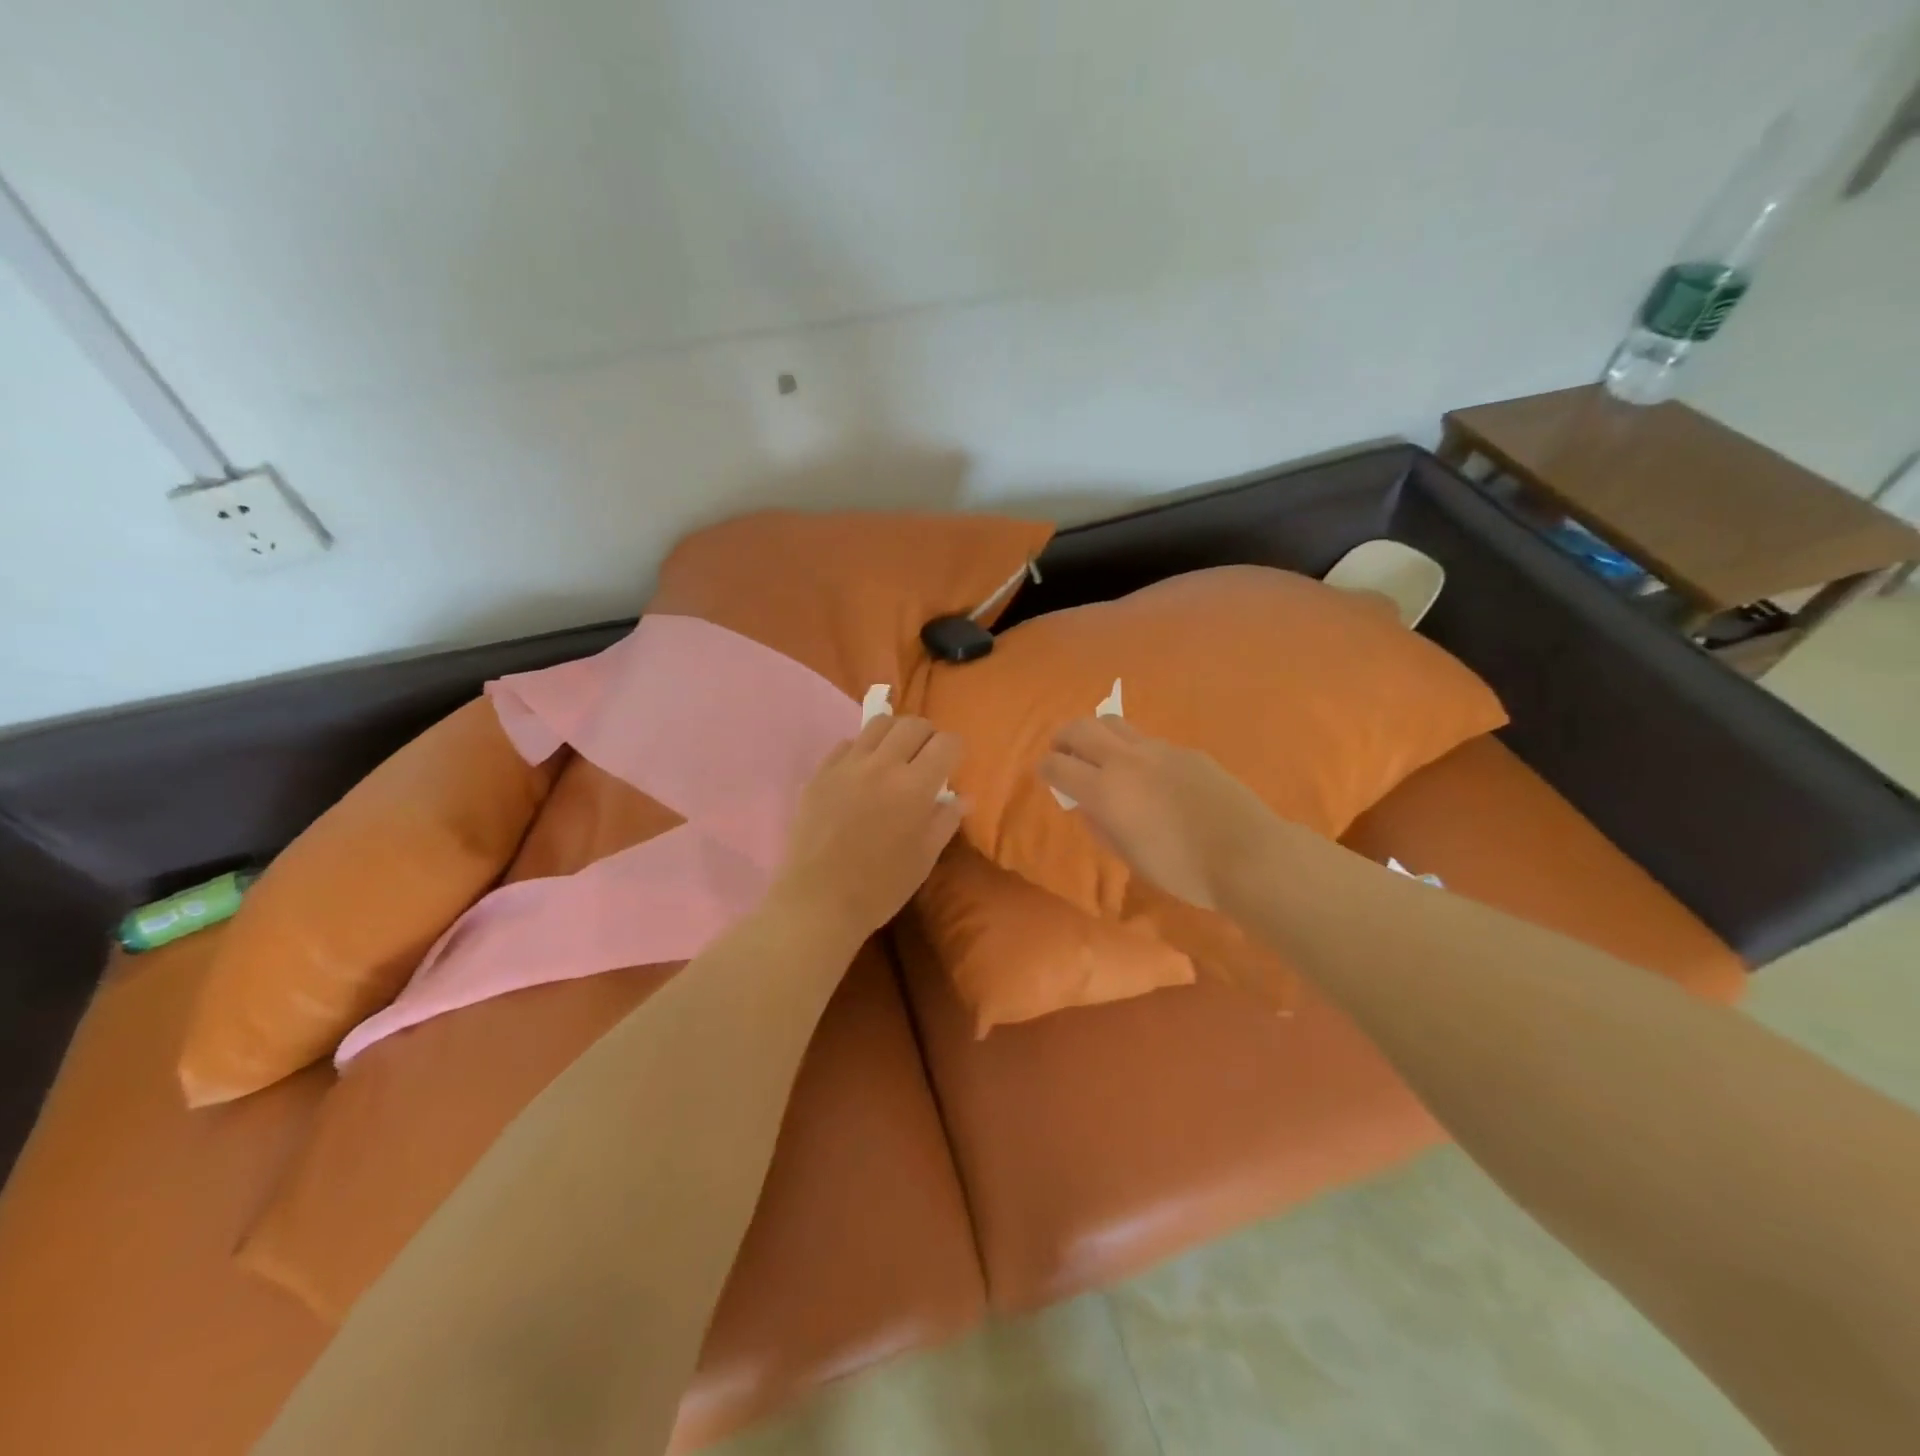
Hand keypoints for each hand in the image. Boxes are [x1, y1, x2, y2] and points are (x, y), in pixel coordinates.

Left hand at [774, 715, 965, 940]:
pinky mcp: (820, 773)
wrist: (818, 902)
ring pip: (878, 724)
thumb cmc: (880, 887)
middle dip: (927, 736)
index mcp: (914, 786)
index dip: (954, 750)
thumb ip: (945, 820)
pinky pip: (847, 744)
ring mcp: (847, 766)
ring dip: (895, 734)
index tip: (951, 765)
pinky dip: (862, 750)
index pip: (946, 743)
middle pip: (913, 724)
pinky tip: (861, 773)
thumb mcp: (924, 858)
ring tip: (894, 757)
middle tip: (926, 757)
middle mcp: (882, 765)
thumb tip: (962, 797)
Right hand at [1038, 717, 1282, 911]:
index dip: (1045, 769)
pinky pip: (1146, 740)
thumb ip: (1101, 825)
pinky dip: (1131, 748)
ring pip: (1113, 723)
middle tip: (1062, 752)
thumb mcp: (1130, 856)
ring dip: (1096, 733)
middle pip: (1080, 728)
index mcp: (1105, 791)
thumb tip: (1086, 805)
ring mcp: (1158, 750)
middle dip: (1063, 738)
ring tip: (1099, 753)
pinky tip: (1145, 772)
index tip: (1044, 774)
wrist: (1248, 855)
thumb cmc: (1182, 869)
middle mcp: (1126, 760)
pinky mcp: (1186, 751)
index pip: (1058, 766)